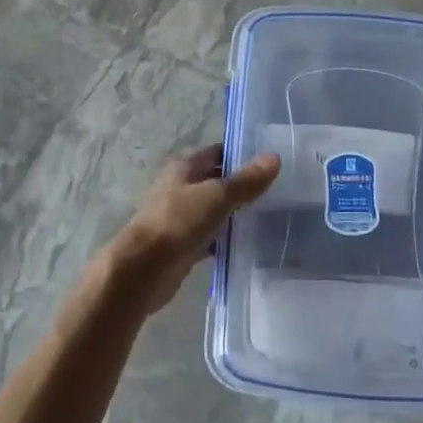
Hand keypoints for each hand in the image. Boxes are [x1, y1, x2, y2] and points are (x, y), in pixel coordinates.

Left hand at [103, 145, 280, 314]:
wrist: (144, 269)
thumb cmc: (178, 222)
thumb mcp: (217, 196)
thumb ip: (246, 180)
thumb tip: (274, 158)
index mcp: (184, 167)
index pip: (218, 152)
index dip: (242, 155)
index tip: (272, 163)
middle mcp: (181, 187)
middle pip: (217, 181)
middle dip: (243, 186)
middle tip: (279, 191)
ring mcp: (182, 217)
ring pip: (215, 210)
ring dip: (236, 213)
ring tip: (271, 216)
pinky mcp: (184, 244)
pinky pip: (211, 236)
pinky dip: (227, 238)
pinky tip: (250, 244)